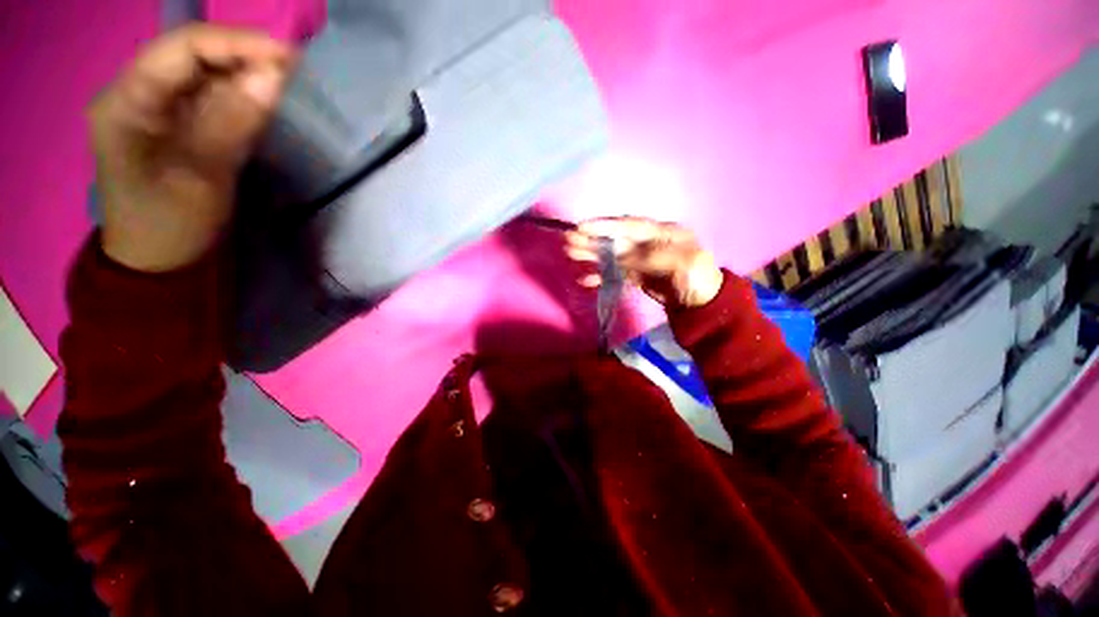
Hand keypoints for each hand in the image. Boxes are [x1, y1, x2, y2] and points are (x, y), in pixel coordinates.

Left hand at [89, 24, 294, 271]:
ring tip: (289, 83)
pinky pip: (211, 94)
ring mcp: (156, 105)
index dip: (235, 44)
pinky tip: (266, 100)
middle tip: (296, 71)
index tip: (287, 58)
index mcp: (127, 102)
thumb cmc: (171, 225)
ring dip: (246, 73)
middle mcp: (137, 92)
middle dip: (244, 55)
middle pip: (192, 54)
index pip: (180, 49)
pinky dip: (242, 94)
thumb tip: (273, 79)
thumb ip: (232, 124)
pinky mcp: (175, 120)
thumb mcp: (202, 177)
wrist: (157, 257)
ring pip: (205, 72)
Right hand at [564, 217, 723, 308]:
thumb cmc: (698, 277)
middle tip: (569, 240)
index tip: (582, 227)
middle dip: (593, 239)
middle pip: (616, 239)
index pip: (629, 225)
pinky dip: (600, 276)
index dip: (605, 226)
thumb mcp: (682, 263)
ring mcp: (640, 259)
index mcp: (662, 232)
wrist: (702, 304)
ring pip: (611, 255)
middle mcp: (647, 242)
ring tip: (571, 253)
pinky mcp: (635, 275)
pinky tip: (586, 279)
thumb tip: (622, 258)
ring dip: (591, 255)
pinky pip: (614, 273)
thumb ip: (652, 258)